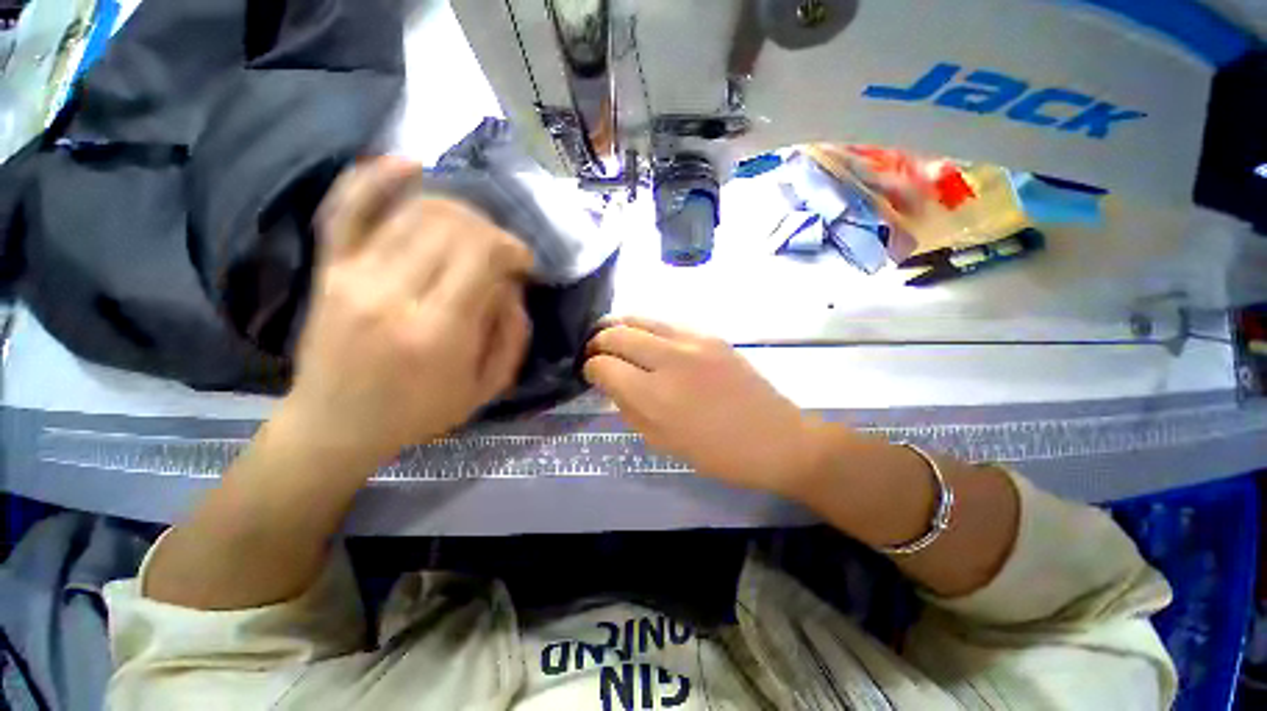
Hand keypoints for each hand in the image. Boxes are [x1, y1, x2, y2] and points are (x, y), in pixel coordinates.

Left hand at [283, 157, 533, 463]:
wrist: (336, 425)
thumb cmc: (421, 412)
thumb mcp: (487, 387)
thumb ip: (512, 334)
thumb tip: (512, 285)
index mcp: (439, 331)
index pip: (483, 255)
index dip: (512, 247)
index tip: (523, 262)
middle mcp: (394, 293)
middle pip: (452, 226)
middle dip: (490, 230)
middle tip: (500, 251)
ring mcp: (353, 274)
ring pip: (414, 211)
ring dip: (456, 211)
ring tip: (472, 231)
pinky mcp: (330, 268)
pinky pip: (348, 207)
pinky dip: (376, 178)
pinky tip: (408, 164)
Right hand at [584, 317, 826, 493]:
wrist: (774, 437)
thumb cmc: (716, 452)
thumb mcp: (662, 442)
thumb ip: (628, 408)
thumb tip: (610, 381)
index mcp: (655, 395)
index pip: (604, 365)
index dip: (591, 368)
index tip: (591, 372)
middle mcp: (670, 359)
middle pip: (618, 333)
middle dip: (599, 340)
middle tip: (596, 350)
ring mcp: (692, 341)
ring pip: (641, 318)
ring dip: (620, 326)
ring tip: (614, 337)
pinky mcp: (710, 334)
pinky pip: (666, 322)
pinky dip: (647, 328)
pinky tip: (649, 341)